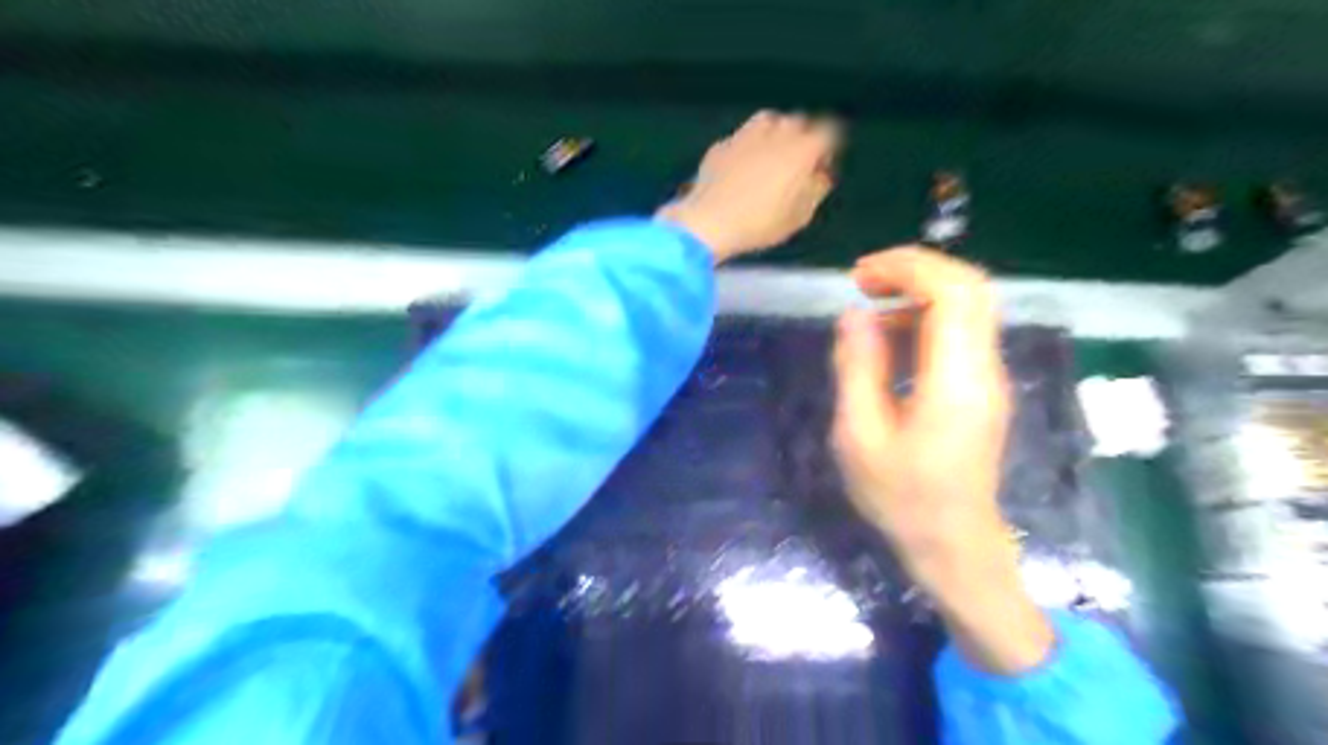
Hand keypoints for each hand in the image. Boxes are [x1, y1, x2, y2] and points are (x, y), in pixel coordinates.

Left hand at [656, 107, 833, 260]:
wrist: (710, 221)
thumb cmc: (761, 223)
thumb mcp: (800, 216)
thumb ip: (816, 190)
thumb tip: (820, 176)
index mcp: (802, 149)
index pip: (829, 131)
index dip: (829, 148)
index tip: (822, 166)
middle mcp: (777, 133)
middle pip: (798, 122)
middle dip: (803, 138)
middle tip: (798, 165)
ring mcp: (746, 135)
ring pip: (769, 121)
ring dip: (776, 133)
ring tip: (772, 156)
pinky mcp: (722, 144)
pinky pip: (742, 137)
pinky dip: (748, 146)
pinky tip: (743, 166)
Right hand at [834, 246, 1054, 675]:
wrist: (955, 544)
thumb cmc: (901, 497)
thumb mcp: (860, 436)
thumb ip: (857, 369)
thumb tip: (854, 315)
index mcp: (956, 380)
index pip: (953, 293)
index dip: (908, 268)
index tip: (859, 275)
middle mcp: (984, 368)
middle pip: (970, 287)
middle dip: (916, 269)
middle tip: (864, 280)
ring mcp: (990, 377)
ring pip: (969, 306)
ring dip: (919, 292)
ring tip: (869, 307)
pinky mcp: (983, 387)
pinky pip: (962, 332)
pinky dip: (926, 317)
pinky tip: (890, 339)